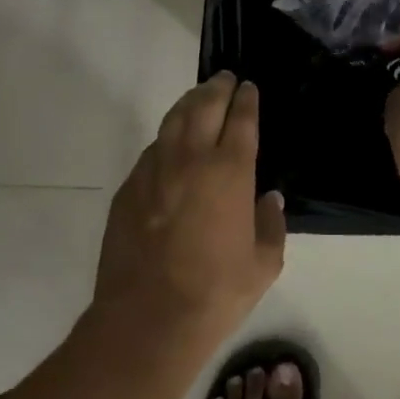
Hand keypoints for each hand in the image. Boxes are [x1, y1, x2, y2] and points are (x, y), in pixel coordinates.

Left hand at [93, 72, 286, 350]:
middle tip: (225, 78)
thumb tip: (269, 199)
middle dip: (217, 88)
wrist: (147, 320)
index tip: (249, 87)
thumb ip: (271, 225)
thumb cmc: (215, 293)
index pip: (241, 120)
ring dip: (189, 102)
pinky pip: (152, 150)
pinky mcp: (128, 188)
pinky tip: (170, 143)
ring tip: (199, 96)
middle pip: (204, 106)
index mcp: (229, 171)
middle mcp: (191, 159)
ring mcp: (154, 170)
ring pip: (173, 120)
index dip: (246, 99)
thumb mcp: (263, 265)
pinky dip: (166, 137)